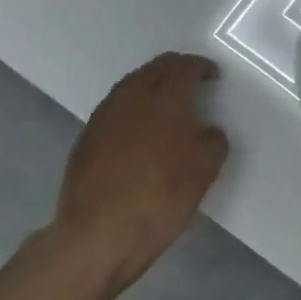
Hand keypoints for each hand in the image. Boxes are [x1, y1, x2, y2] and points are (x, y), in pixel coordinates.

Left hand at [42, 53, 229, 290]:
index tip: (213, 76)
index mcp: (165, 97)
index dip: (202, 67)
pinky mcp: (87, 136)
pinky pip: (116, 108)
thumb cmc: (161, 197)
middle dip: (176, 70)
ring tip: (167, 105)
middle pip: (155, 68)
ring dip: (152, 87)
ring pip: (132, 85)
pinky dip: (134, 108)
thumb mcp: (204, 170)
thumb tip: (207, 132)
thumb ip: (212, 141)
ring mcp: (104, 115)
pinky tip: (141, 130)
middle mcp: (132, 96)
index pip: (185, 67)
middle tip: (192, 82)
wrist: (99, 233)